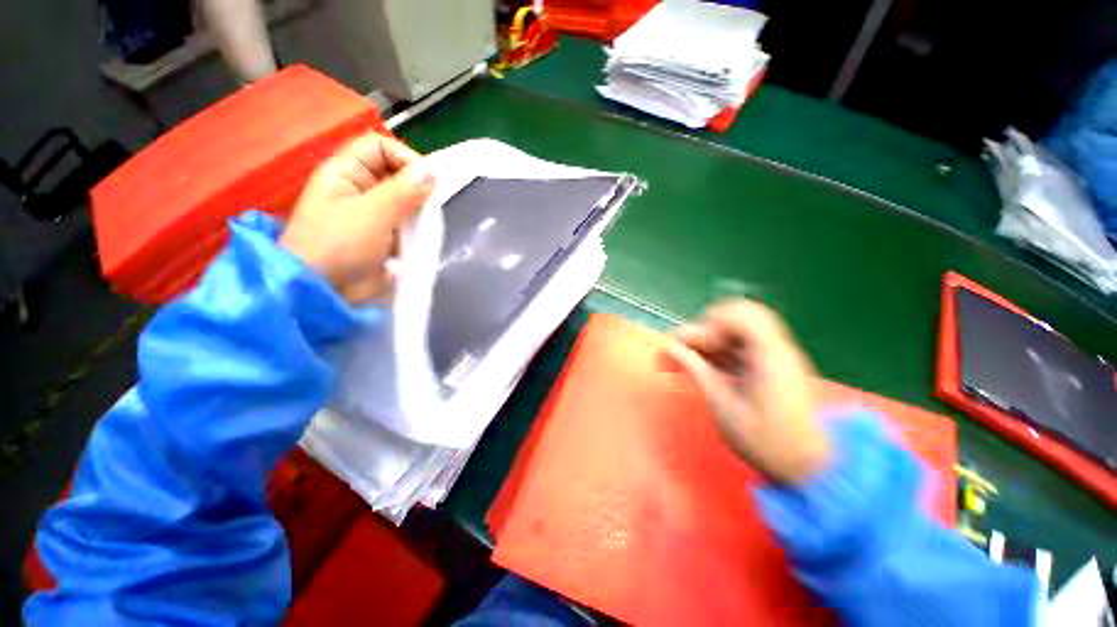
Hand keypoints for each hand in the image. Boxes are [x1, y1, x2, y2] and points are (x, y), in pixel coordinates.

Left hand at [279, 133, 434, 302]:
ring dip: (419, 213)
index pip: (380, 146)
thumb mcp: (373, 212)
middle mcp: (359, 188)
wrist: (325, 291)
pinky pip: (406, 225)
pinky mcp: (384, 237)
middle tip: (431, 208)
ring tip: (427, 227)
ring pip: (405, 202)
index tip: (428, 181)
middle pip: (396, 174)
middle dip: (416, 189)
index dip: (404, 157)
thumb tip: (432, 171)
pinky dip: (417, 230)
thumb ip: (404, 190)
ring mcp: (372, 214)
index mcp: (346, 172)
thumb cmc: (340, 244)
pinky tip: (423, 240)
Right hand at [665, 300, 831, 484]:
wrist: (810, 467)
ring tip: (688, 361)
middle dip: (705, 329)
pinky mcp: (767, 365)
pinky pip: (737, 345)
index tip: (694, 350)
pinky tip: (702, 368)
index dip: (709, 325)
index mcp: (769, 355)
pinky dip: (716, 351)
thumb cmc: (768, 443)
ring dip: (708, 340)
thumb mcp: (725, 409)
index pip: (738, 314)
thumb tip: (669, 348)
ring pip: (734, 329)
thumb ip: (697, 372)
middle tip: (687, 352)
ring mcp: (772, 355)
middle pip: (735, 315)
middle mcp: (774, 347)